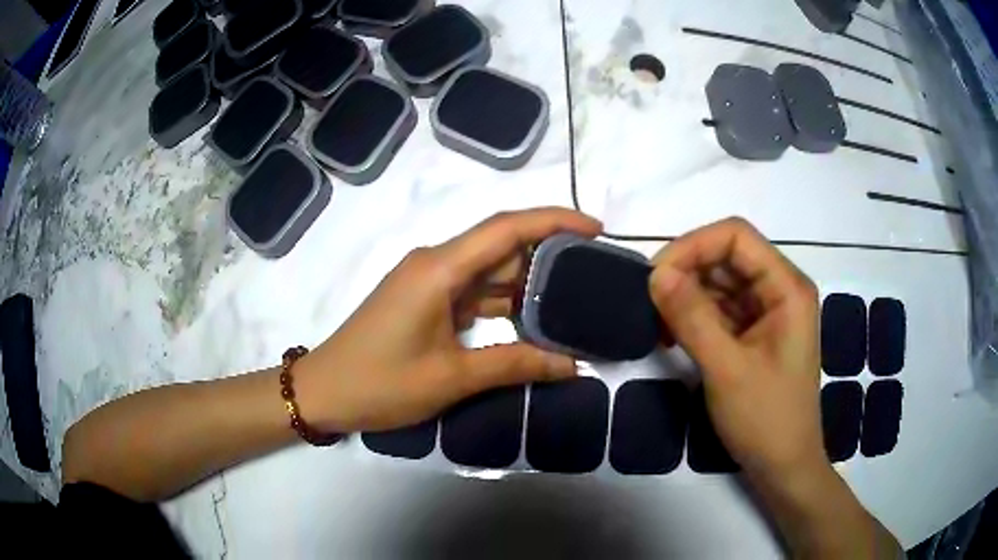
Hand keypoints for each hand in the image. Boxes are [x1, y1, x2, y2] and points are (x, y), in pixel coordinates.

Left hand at [296, 208, 602, 432]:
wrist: (324, 392)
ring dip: (526, 282)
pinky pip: (473, 291)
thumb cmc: (380, 383)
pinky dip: (503, 302)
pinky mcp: (425, 300)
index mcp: (439, 269)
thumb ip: (514, 365)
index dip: (554, 221)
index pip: (506, 228)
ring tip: (574, 297)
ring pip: (488, 270)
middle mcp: (435, 263)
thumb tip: (571, 365)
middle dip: (548, 254)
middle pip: (501, 246)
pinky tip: (531, 319)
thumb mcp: (451, 378)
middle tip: (594, 272)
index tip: (596, 229)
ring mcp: (428, 282)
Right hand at [648, 218, 824, 479]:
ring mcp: (767, 312)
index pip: (736, 237)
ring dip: (686, 296)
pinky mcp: (754, 333)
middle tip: (648, 300)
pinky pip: (720, 309)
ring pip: (720, 283)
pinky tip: (671, 335)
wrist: (783, 467)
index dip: (694, 246)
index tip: (656, 276)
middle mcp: (779, 290)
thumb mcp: (726, 369)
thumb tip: (655, 274)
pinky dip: (694, 316)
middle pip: (727, 256)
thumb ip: (692, 318)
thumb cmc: (765, 419)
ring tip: (656, 323)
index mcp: (787, 287)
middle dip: (686, 271)